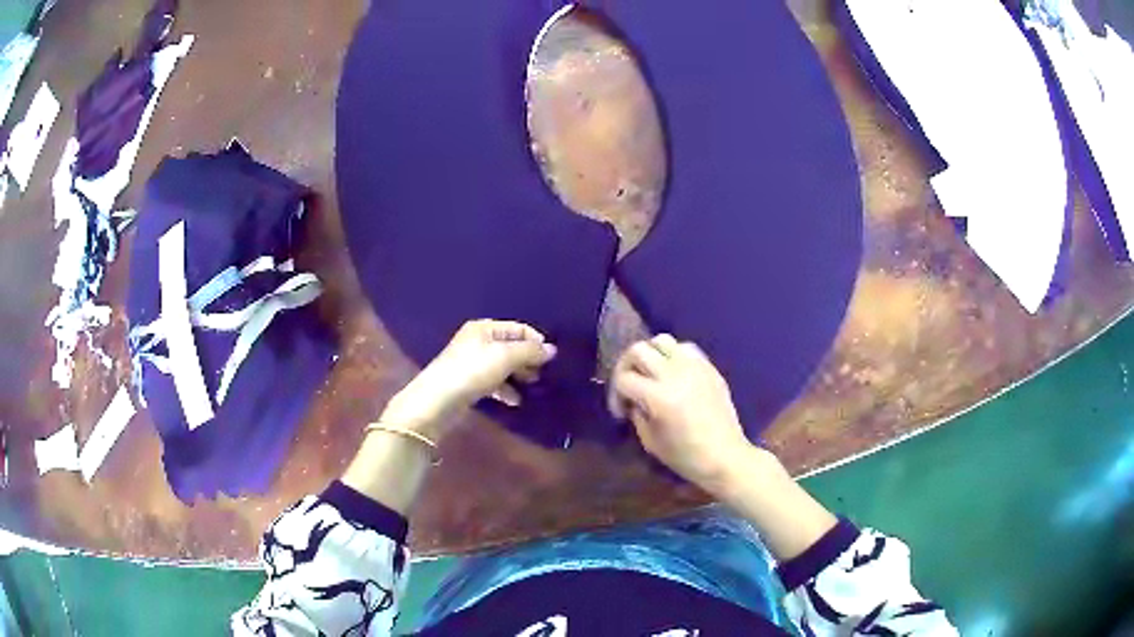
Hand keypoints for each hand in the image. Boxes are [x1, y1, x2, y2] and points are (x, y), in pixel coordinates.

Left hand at [381, 320, 556, 438]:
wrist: (438, 400)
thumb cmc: (472, 371)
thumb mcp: (505, 357)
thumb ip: (530, 351)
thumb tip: (552, 349)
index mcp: (484, 328)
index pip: (517, 328)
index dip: (535, 340)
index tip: (550, 358)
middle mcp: (477, 341)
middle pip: (510, 346)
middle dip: (527, 359)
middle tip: (541, 373)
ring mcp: (471, 363)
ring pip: (503, 365)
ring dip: (518, 375)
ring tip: (532, 387)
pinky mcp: (468, 383)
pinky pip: (493, 382)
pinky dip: (506, 389)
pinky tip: (515, 401)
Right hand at [608, 334, 753, 493]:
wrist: (725, 457)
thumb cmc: (686, 456)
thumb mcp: (650, 442)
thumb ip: (637, 415)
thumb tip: (633, 400)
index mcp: (659, 397)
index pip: (624, 379)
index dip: (615, 394)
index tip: (621, 411)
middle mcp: (675, 374)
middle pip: (638, 350)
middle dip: (626, 367)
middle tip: (628, 385)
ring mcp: (695, 367)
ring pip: (662, 340)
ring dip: (650, 355)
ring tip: (651, 374)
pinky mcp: (709, 367)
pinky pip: (686, 348)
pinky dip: (673, 355)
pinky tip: (673, 373)